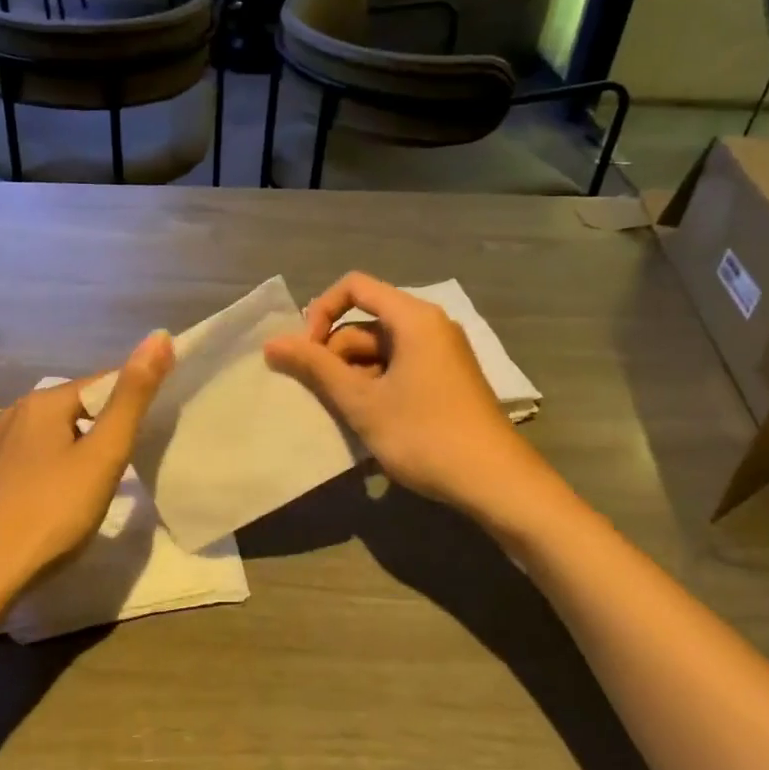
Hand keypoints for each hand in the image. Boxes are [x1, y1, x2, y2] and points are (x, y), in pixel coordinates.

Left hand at [0, 330, 173, 601]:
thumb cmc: (54, 510)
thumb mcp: (105, 454)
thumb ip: (133, 396)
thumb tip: (159, 335)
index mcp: (45, 402)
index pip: (101, 384)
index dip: (131, 400)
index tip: (151, 428)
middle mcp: (13, 414)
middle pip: (71, 407)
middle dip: (99, 423)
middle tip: (124, 459)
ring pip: (39, 429)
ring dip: (63, 438)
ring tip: (85, 466)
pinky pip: (1, 452)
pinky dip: (16, 453)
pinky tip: (10, 460)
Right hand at [263, 272, 541, 516]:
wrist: (496, 481)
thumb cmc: (424, 435)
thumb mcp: (362, 401)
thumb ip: (316, 368)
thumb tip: (272, 343)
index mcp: (413, 318)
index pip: (354, 287)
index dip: (320, 312)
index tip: (306, 353)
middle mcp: (430, 325)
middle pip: (366, 322)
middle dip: (335, 354)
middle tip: (322, 395)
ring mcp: (441, 353)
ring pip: (380, 350)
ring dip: (354, 375)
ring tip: (345, 415)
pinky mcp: (446, 379)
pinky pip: (399, 367)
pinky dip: (377, 386)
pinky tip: (370, 421)